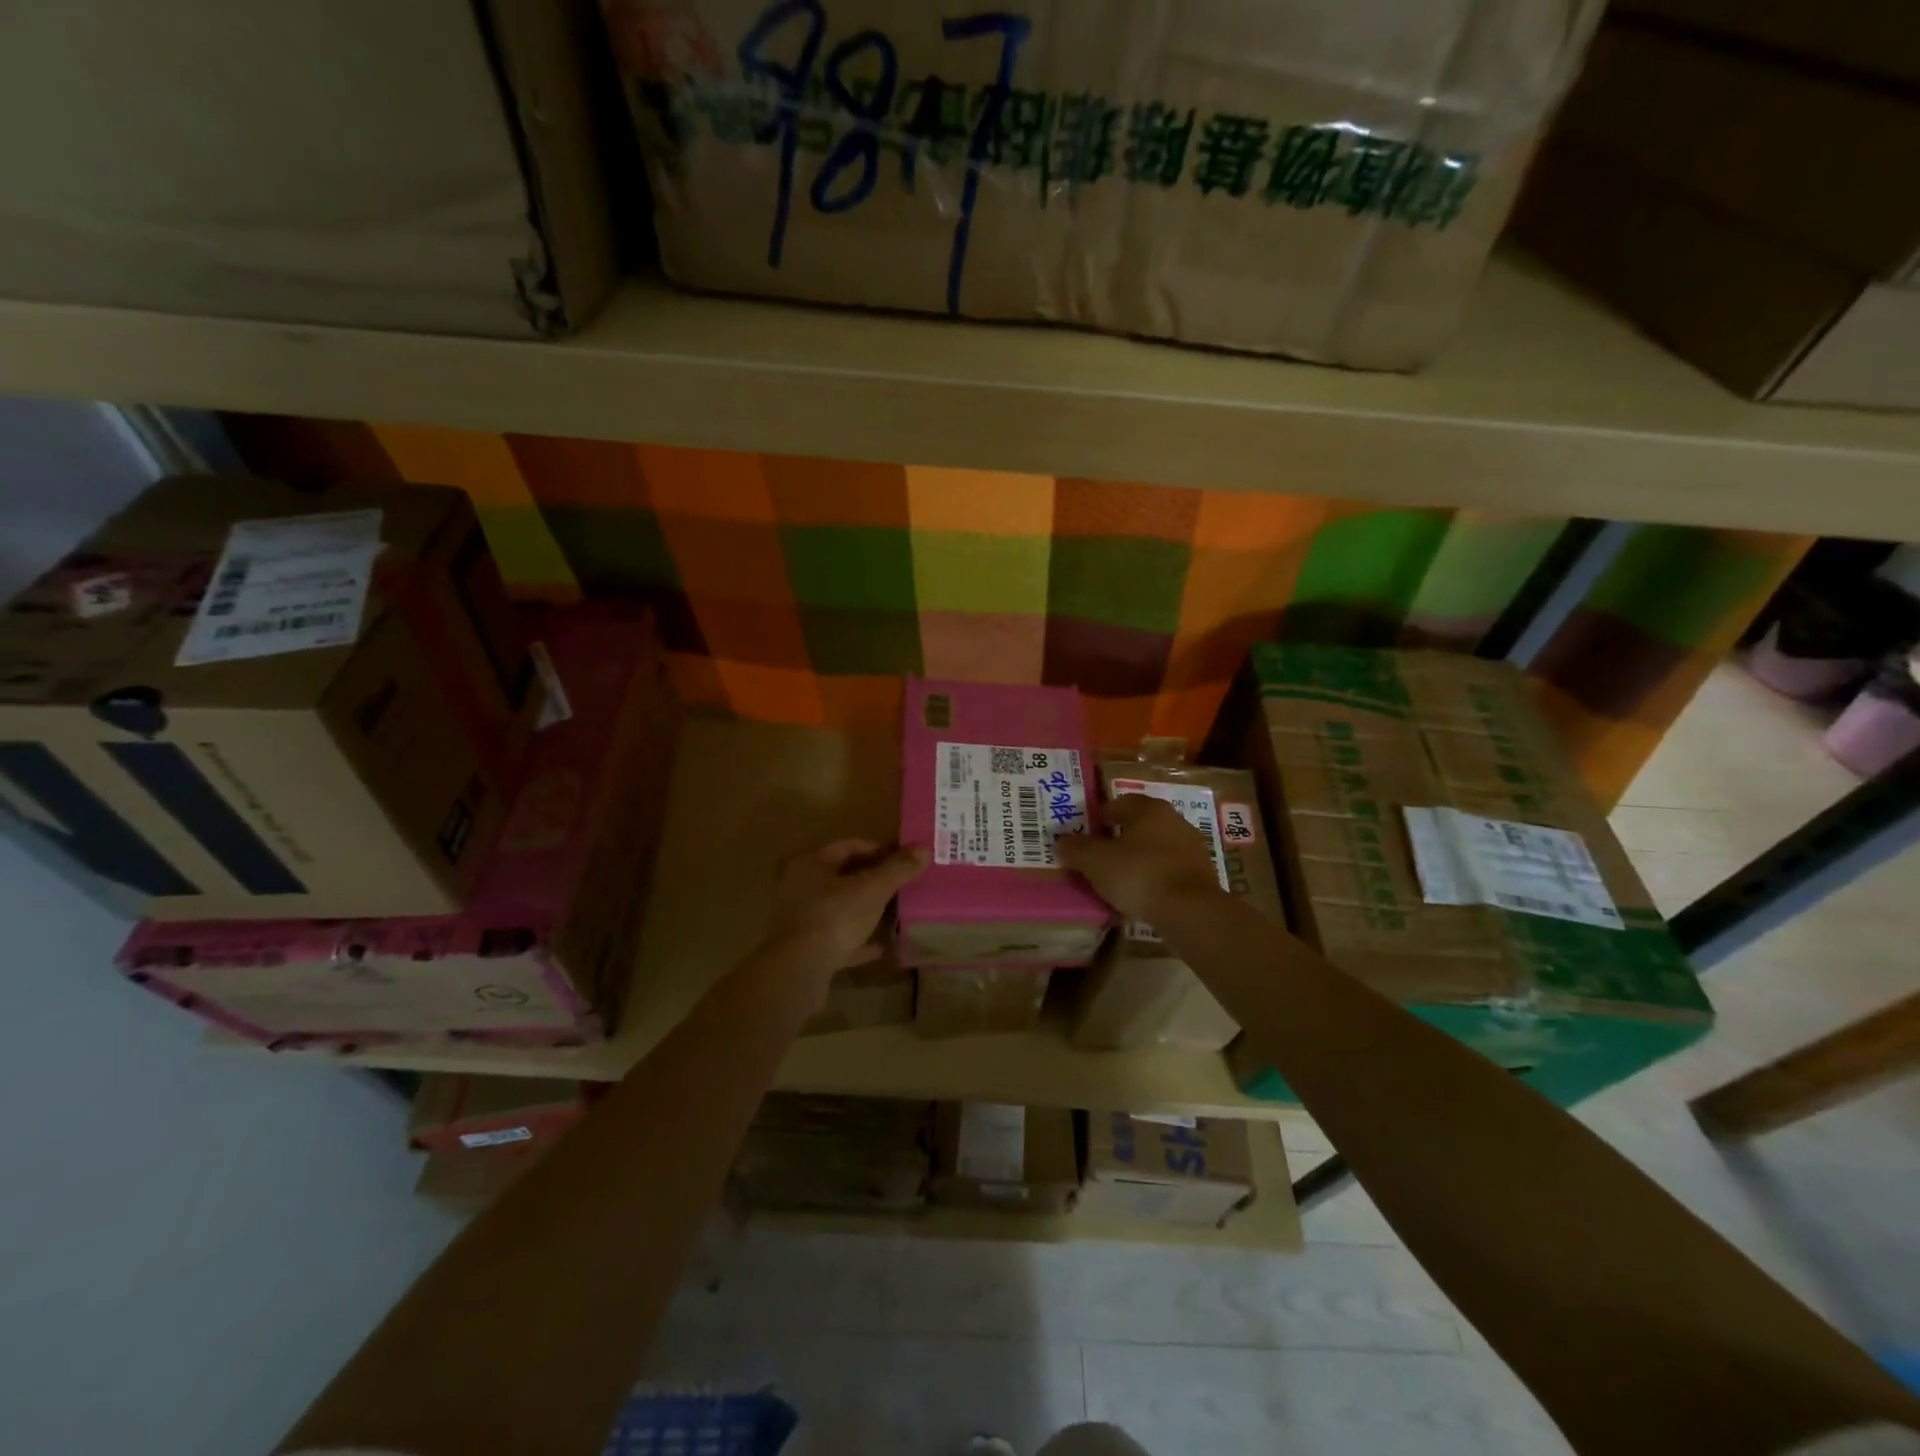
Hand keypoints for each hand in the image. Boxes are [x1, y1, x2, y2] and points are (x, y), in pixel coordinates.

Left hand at [763, 838, 928, 977]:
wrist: (799, 969)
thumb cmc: (835, 916)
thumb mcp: (873, 888)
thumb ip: (898, 868)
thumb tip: (923, 848)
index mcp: (811, 863)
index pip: (850, 846)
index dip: (880, 849)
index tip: (904, 858)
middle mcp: (799, 886)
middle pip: (843, 877)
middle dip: (873, 881)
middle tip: (902, 885)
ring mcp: (799, 919)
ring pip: (839, 908)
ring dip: (865, 910)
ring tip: (894, 914)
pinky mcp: (802, 948)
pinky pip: (835, 938)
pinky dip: (856, 939)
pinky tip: (879, 946)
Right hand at [1054, 794, 1222, 920]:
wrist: (1190, 911)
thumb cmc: (1138, 874)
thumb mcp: (1096, 862)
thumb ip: (1076, 849)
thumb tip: (1061, 841)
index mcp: (1150, 809)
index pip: (1121, 803)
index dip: (1102, 815)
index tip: (1088, 832)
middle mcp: (1175, 821)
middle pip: (1140, 825)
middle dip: (1120, 838)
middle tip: (1100, 856)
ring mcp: (1192, 849)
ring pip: (1156, 849)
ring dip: (1138, 859)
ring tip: (1118, 879)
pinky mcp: (1201, 876)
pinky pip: (1169, 871)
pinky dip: (1154, 878)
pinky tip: (1141, 896)